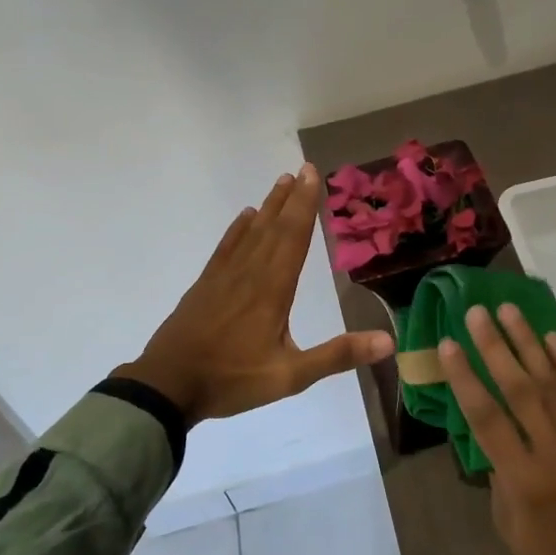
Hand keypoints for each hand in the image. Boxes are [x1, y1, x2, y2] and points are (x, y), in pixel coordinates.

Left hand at [115, 165, 394, 424]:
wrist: (168, 385)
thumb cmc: (232, 379)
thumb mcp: (290, 376)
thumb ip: (337, 355)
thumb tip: (387, 341)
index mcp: (273, 289)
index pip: (294, 237)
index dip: (305, 205)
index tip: (313, 175)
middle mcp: (250, 273)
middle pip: (274, 227)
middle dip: (291, 198)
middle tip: (303, 169)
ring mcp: (224, 276)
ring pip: (251, 231)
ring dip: (268, 206)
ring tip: (281, 182)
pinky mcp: (206, 284)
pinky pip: (227, 247)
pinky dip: (238, 228)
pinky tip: (245, 217)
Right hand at [440, 306, 555, 554]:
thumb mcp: (509, 528)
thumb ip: (499, 473)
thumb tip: (491, 432)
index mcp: (526, 481)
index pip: (487, 417)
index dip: (464, 377)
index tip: (447, 343)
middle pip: (520, 388)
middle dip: (495, 346)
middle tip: (476, 312)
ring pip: (553, 381)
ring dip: (529, 342)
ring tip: (509, 310)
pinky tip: (554, 338)